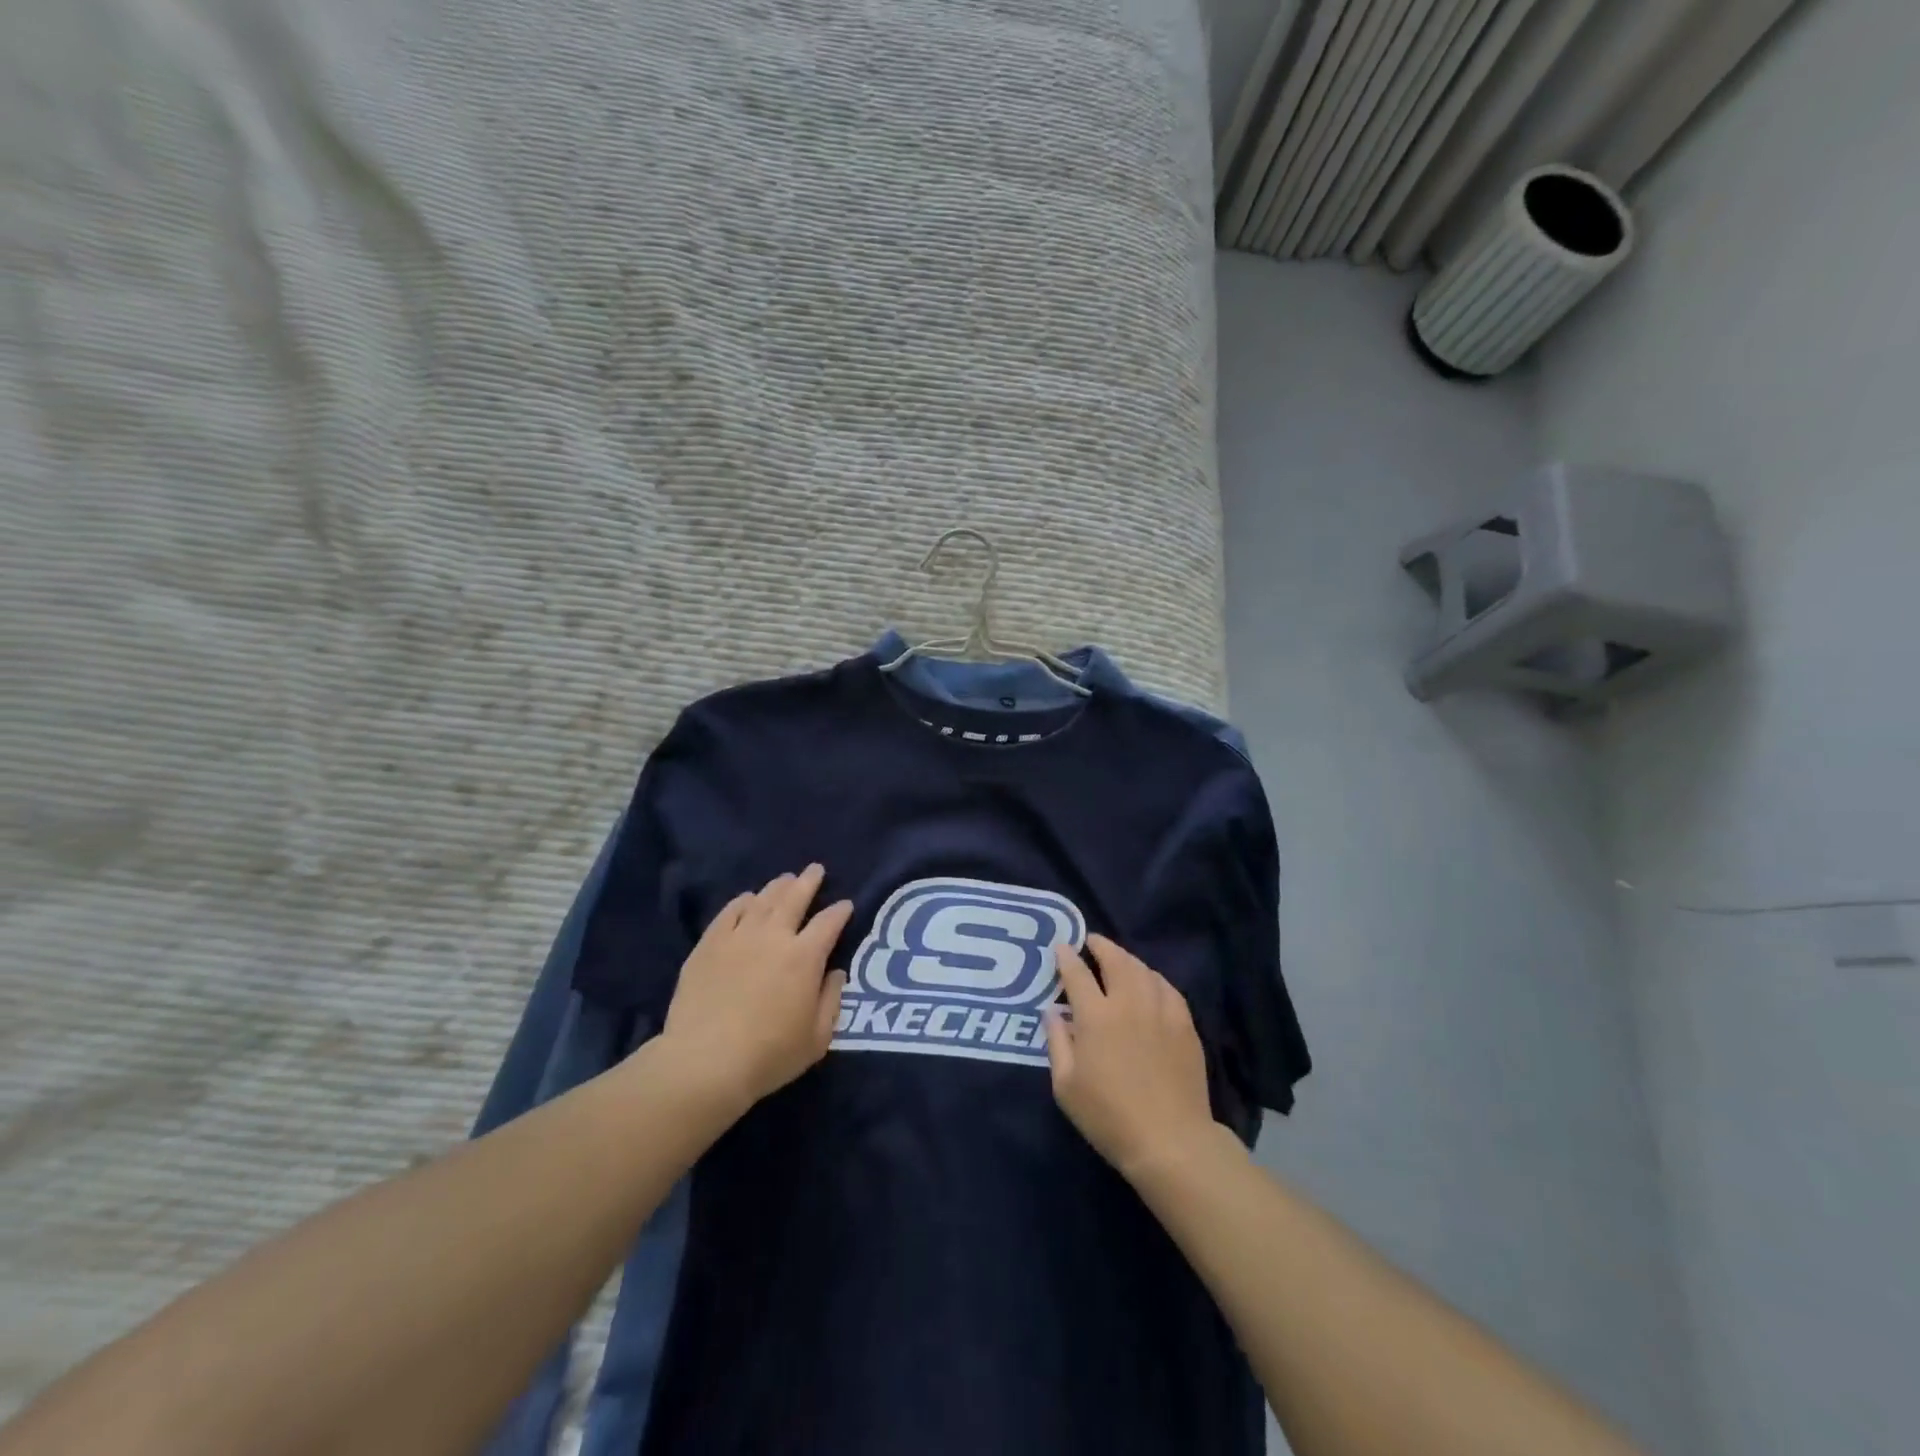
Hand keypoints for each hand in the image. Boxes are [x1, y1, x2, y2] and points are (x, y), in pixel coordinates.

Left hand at [657, 865, 852, 1114]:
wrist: (704, 1063)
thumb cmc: (769, 1055)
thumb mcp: (817, 1039)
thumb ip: (831, 1001)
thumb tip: (835, 972)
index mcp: (805, 957)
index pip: (829, 923)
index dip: (840, 911)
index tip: (845, 904)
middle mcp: (774, 937)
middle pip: (795, 898)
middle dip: (809, 882)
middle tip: (816, 869)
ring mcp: (738, 937)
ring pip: (763, 900)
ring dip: (778, 886)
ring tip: (786, 878)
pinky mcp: (708, 946)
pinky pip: (729, 913)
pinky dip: (742, 902)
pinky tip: (748, 899)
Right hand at [1045, 935, 1219, 1181]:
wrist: (1170, 1140)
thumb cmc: (1109, 1116)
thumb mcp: (1066, 1086)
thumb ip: (1056, 1042)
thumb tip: (1052, 1011)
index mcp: (1096, 1016)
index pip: (1077, 973)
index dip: (1066, 956)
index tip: (1061, 946)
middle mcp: (1129, 1003)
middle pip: (1115, 960)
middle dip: (1100, 945)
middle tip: (1091, 941)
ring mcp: (1161, 1010)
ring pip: (1143, 969)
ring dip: (1126, 959)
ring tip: (1117, 960)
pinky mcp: (1184, 1024)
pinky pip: (1167, 988)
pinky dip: (1153, 978)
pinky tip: (1149, 983)